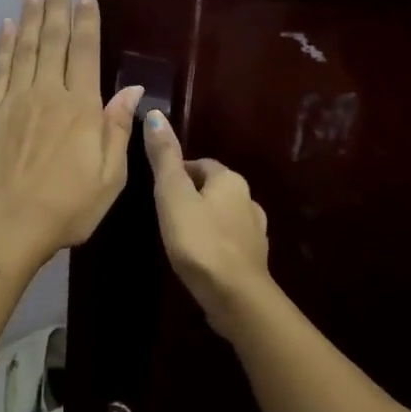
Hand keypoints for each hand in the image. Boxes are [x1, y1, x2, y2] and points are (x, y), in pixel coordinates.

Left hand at [0, 0, 143, 252]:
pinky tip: (7, 26)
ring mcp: (16, 99)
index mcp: (82, 107)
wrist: (9, 222)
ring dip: (31, 16)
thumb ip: (119, 129)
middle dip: (57, 7)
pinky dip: (3, 44)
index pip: (86, 52)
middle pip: (53, 40)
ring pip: (25, 47)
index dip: (87, 22)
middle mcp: (49, 93)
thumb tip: (133, 89)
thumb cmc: (68, 205)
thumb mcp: (111, 176)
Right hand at [141, 111, 275, 336]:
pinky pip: (229, 241)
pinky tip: (200, 257)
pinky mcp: (254, 259)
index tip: (158, 189)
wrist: (236, 297)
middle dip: (191, 195)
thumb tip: (155, 114)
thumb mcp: (173, 195)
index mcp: (230, 180)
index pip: (201, 164)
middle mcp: (248, 199)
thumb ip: (164, 157)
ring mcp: (255, 231)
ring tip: (180, 235)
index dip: (178, 172)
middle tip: (165, 212)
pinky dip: (215, 242)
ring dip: (204, 219)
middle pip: (214, 188)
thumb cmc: (200, 241)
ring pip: (223, 214)